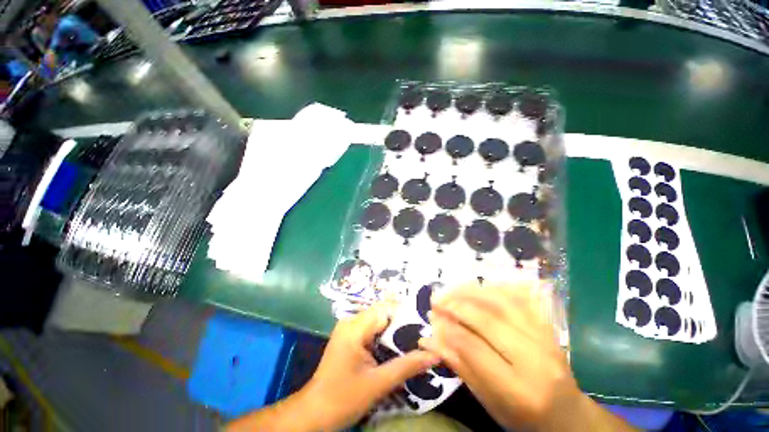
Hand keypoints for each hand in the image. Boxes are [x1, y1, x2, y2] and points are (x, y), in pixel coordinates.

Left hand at [298, 301, 439, 429]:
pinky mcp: (350, 337)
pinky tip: (398, 347)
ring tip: (416, 340)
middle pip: (383, 313)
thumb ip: (406, 367)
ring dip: (396, 330)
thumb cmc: (343, 398)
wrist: (314, 413)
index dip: (406, 315)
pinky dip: (386, 336)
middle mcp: (351, 321)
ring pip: (379, 321)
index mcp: (355, 327)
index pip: (386, 309)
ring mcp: (349, 328)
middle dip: (403, 323)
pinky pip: (372, 329)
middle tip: (425, 334)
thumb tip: (434, 355)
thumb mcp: (378, 384)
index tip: (426, 324)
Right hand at [419, 283, 632, 431]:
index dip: (449, 329)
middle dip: (456, 305)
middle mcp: (535, 360)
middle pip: (488, 320)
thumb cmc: (523, 417)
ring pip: (503, 303)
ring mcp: (545, 339)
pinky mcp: (549, 327)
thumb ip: (459, 366)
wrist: (568, 415)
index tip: (432, 318)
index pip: (474, 348)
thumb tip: (430, 339)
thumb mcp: (488, 401)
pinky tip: (478, 286)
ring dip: (472, 291)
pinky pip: (520, 299)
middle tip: (436, 300)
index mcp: (519, 390)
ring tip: (451, 289)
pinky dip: (495, 288)